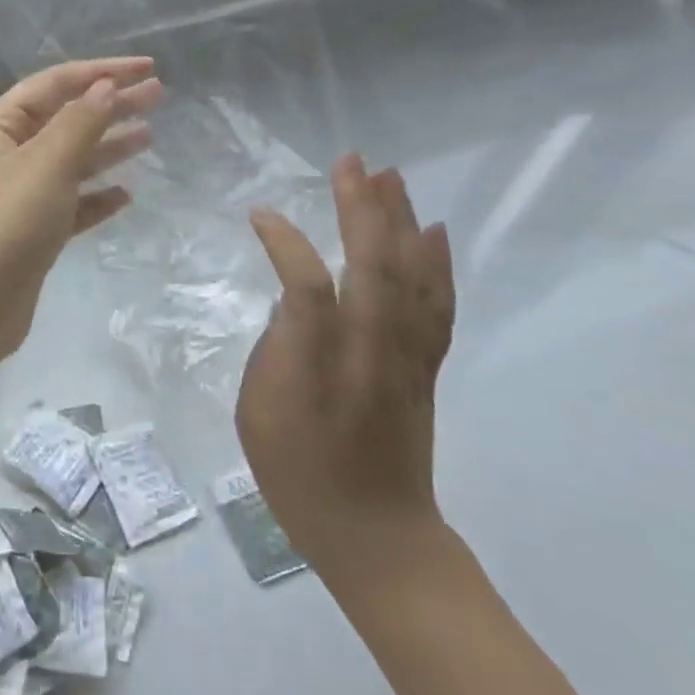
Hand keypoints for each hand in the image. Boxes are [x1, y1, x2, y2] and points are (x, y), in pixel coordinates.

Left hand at [0, 58, 161, 366]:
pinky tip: (126, 195)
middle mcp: (8, 156)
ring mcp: (20, 197)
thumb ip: (80, 123)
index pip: (54, 85)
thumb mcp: (46, 165)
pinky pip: (71, 205)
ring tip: (149, 136)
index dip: (100, 71)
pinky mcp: (33, 233)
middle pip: (66, 120)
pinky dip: (97, 197)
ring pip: (71, 162)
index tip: (147, 67)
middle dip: (110, 105)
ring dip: (108, 148)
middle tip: (158, 96)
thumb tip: (106, 86)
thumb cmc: (6, 226)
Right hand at [235, 153, 455, 591]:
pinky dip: (437, 263)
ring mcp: (405, 357)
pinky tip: (433, 231)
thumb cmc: (298, 474)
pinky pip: (437, 305)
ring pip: (410, 275)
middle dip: (360, 206)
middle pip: (372, 264)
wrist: (376, 535)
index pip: (306, 284)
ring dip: (400, 221)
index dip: (283, 241)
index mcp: (318, 364)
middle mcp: (369, 350)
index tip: (259, 214)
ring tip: (390, 176)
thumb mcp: (257, 413)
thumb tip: (296, 304)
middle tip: (350, 160)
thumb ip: (276, 348)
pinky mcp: (425, 368)